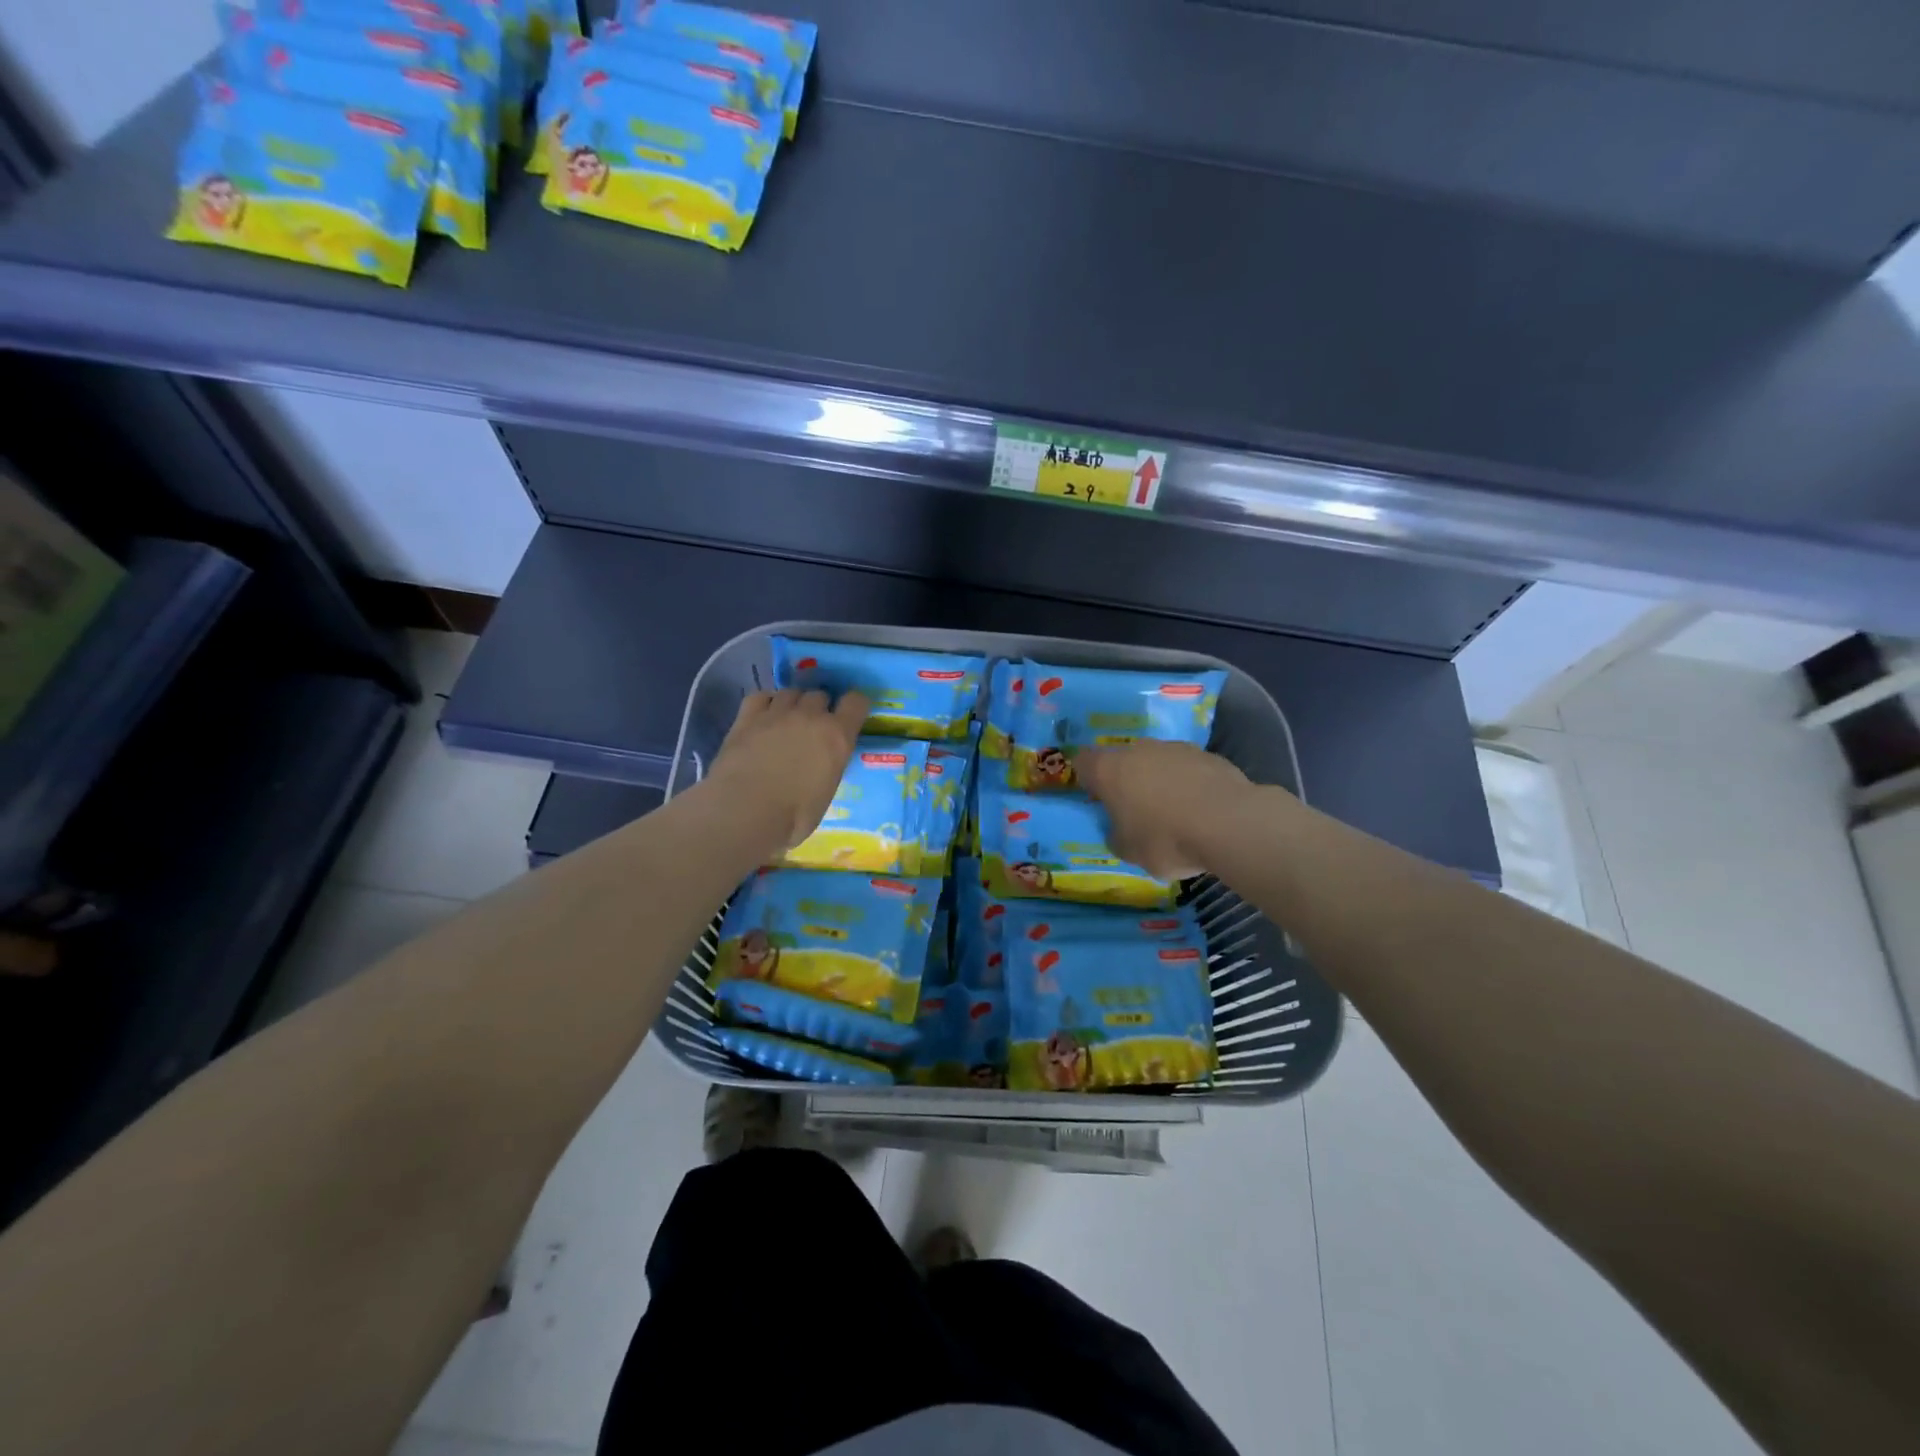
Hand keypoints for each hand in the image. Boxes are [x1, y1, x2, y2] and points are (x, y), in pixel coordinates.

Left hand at [707, 688, 867, 851]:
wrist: (744, 811)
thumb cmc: (792, 817)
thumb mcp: (825, 795)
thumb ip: (827, 770)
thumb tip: (819, 770)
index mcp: (837, 737)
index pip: (856, 702)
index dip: (854, 705)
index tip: (850, 716)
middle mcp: (810, 717)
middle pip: (820, 694)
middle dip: (819, 708)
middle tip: (812, 728)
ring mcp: (777, 713)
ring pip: (791, 692)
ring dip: (793, 704)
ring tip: (787, 722)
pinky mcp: (747, 717)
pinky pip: (761, 696)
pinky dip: (766, 703)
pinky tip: (763, 717)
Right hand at [1076, 740, 1251, 879]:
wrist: (1228, 823)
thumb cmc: (1166, 839)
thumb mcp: (1129, 852)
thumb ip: (1117, 837)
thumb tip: (1119, 831)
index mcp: (1109, 770)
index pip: (1083, 762)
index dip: (1087, 780)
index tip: (1096, 799)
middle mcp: (1138, 750)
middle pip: (1122, 760)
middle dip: (1126, 781)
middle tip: (1135, 810)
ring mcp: (1174, 748)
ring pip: (1157, 761)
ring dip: (1159, 780)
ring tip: (1173, 811)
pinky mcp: (1207, 755)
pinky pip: (1187, 769)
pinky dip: (1188, 784)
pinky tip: (1200, 809)